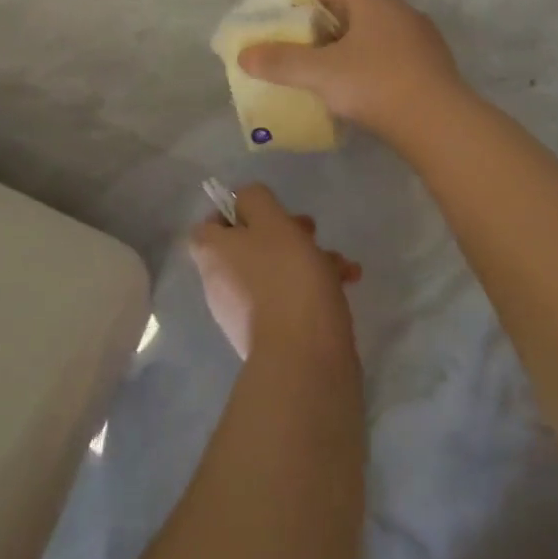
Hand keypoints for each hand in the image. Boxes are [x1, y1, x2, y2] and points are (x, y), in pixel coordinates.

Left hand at [189, 185, 360, 360]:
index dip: (238, 212)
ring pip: (274, 272)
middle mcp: (219, 283)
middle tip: (312, 231)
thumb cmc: (285, 278)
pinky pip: (287, 300)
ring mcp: (243, 314)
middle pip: (248, 245)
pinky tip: (346, 284)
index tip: (269, 211)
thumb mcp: (272, 221)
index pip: (211, 223)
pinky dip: (311, 288)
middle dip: (285, 233)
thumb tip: (246, 200)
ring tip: (340, 263)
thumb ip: (255, 199)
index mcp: (212, 253)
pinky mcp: (270, 337)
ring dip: (307, 259)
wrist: (304, 360)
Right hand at [237, 0, 465, 143]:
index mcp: (372, 0)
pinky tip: (363, 90)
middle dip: (325, 22)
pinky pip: (393, 53)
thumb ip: (280, 62)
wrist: (441, 124)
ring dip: (350, 44)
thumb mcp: (319, 74)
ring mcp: (420, 37)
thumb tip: (244, 55)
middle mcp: (399, 9)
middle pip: (353, 3)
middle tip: (302, 46)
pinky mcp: (433, 64)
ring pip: (375, 29)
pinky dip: (372, 63)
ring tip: (329, 71)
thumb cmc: (375, 85)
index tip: (288, 18)